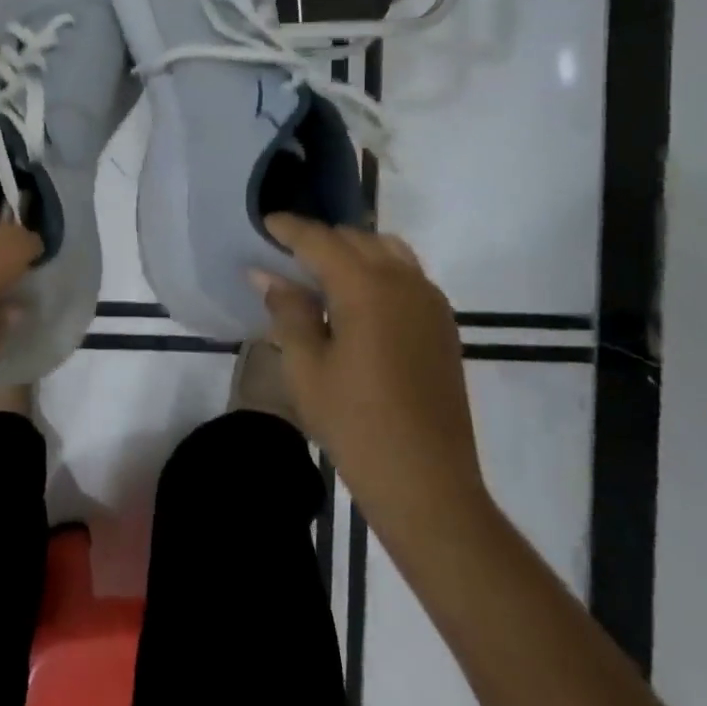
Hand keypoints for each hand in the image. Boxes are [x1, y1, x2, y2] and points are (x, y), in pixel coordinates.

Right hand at [257, 215, 487, 546]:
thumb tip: (267, 274)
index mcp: (366, 288)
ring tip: (321, 274)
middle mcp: (404, 282)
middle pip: (356, 239)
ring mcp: (430, 302)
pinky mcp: (443, 325)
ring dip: (352, 251)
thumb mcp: (305, 367)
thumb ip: (288, 311)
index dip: (289, 229)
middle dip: (319, 239)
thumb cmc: (354, 423)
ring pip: (387, 251)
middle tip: (285, 256)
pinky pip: (407, 275)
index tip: (264, 223)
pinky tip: (356, 300)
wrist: (427, 481)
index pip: (320, 240)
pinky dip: (377, 270)